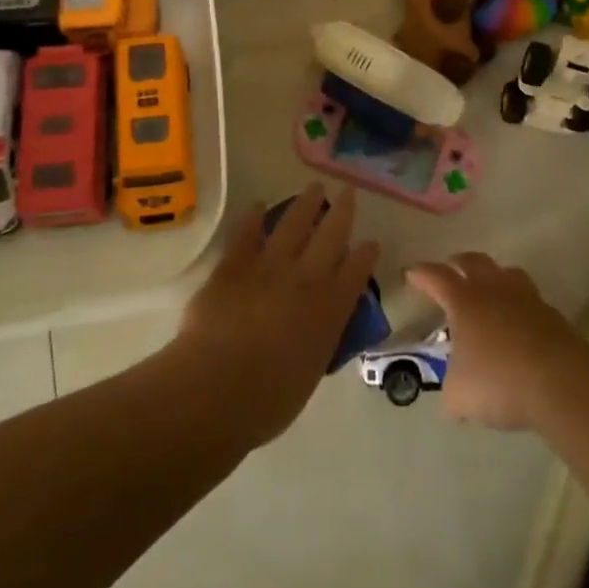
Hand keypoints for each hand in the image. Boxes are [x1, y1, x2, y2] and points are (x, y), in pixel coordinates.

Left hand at [176, 184, 378, 444]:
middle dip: (342, 212)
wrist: (218, 389)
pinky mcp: (235, 264)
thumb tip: (318, 329)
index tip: (370, 242)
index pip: (356, 272)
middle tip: (348, 192)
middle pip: (331, 235)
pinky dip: (254, 218)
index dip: (365, 254)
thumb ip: (318, 341)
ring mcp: (270, 266)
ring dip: (306, 203)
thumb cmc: (268, 400)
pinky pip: (248, 233)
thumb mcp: (310, 372)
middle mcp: (306, 279)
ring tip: (314, 187)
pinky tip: (258, 206)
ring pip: (294, 223)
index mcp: (330, 310)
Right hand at [405, 253, 588, 431]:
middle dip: (458, 263)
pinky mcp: (551, 313)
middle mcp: (493, 289)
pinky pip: (528, 298)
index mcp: (464, 300)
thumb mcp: (460, 396)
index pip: (436, 277)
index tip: (412, 273)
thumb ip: (451, 395)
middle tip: (450, 270)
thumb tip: (452, 404)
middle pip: (473, 261)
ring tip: (488, 289)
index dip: (421, 274)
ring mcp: (525, 297)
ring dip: (493, 276)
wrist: (560, 381)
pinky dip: (518, 304)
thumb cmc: (499, 381)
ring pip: (505, 272)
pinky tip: (516, 323)